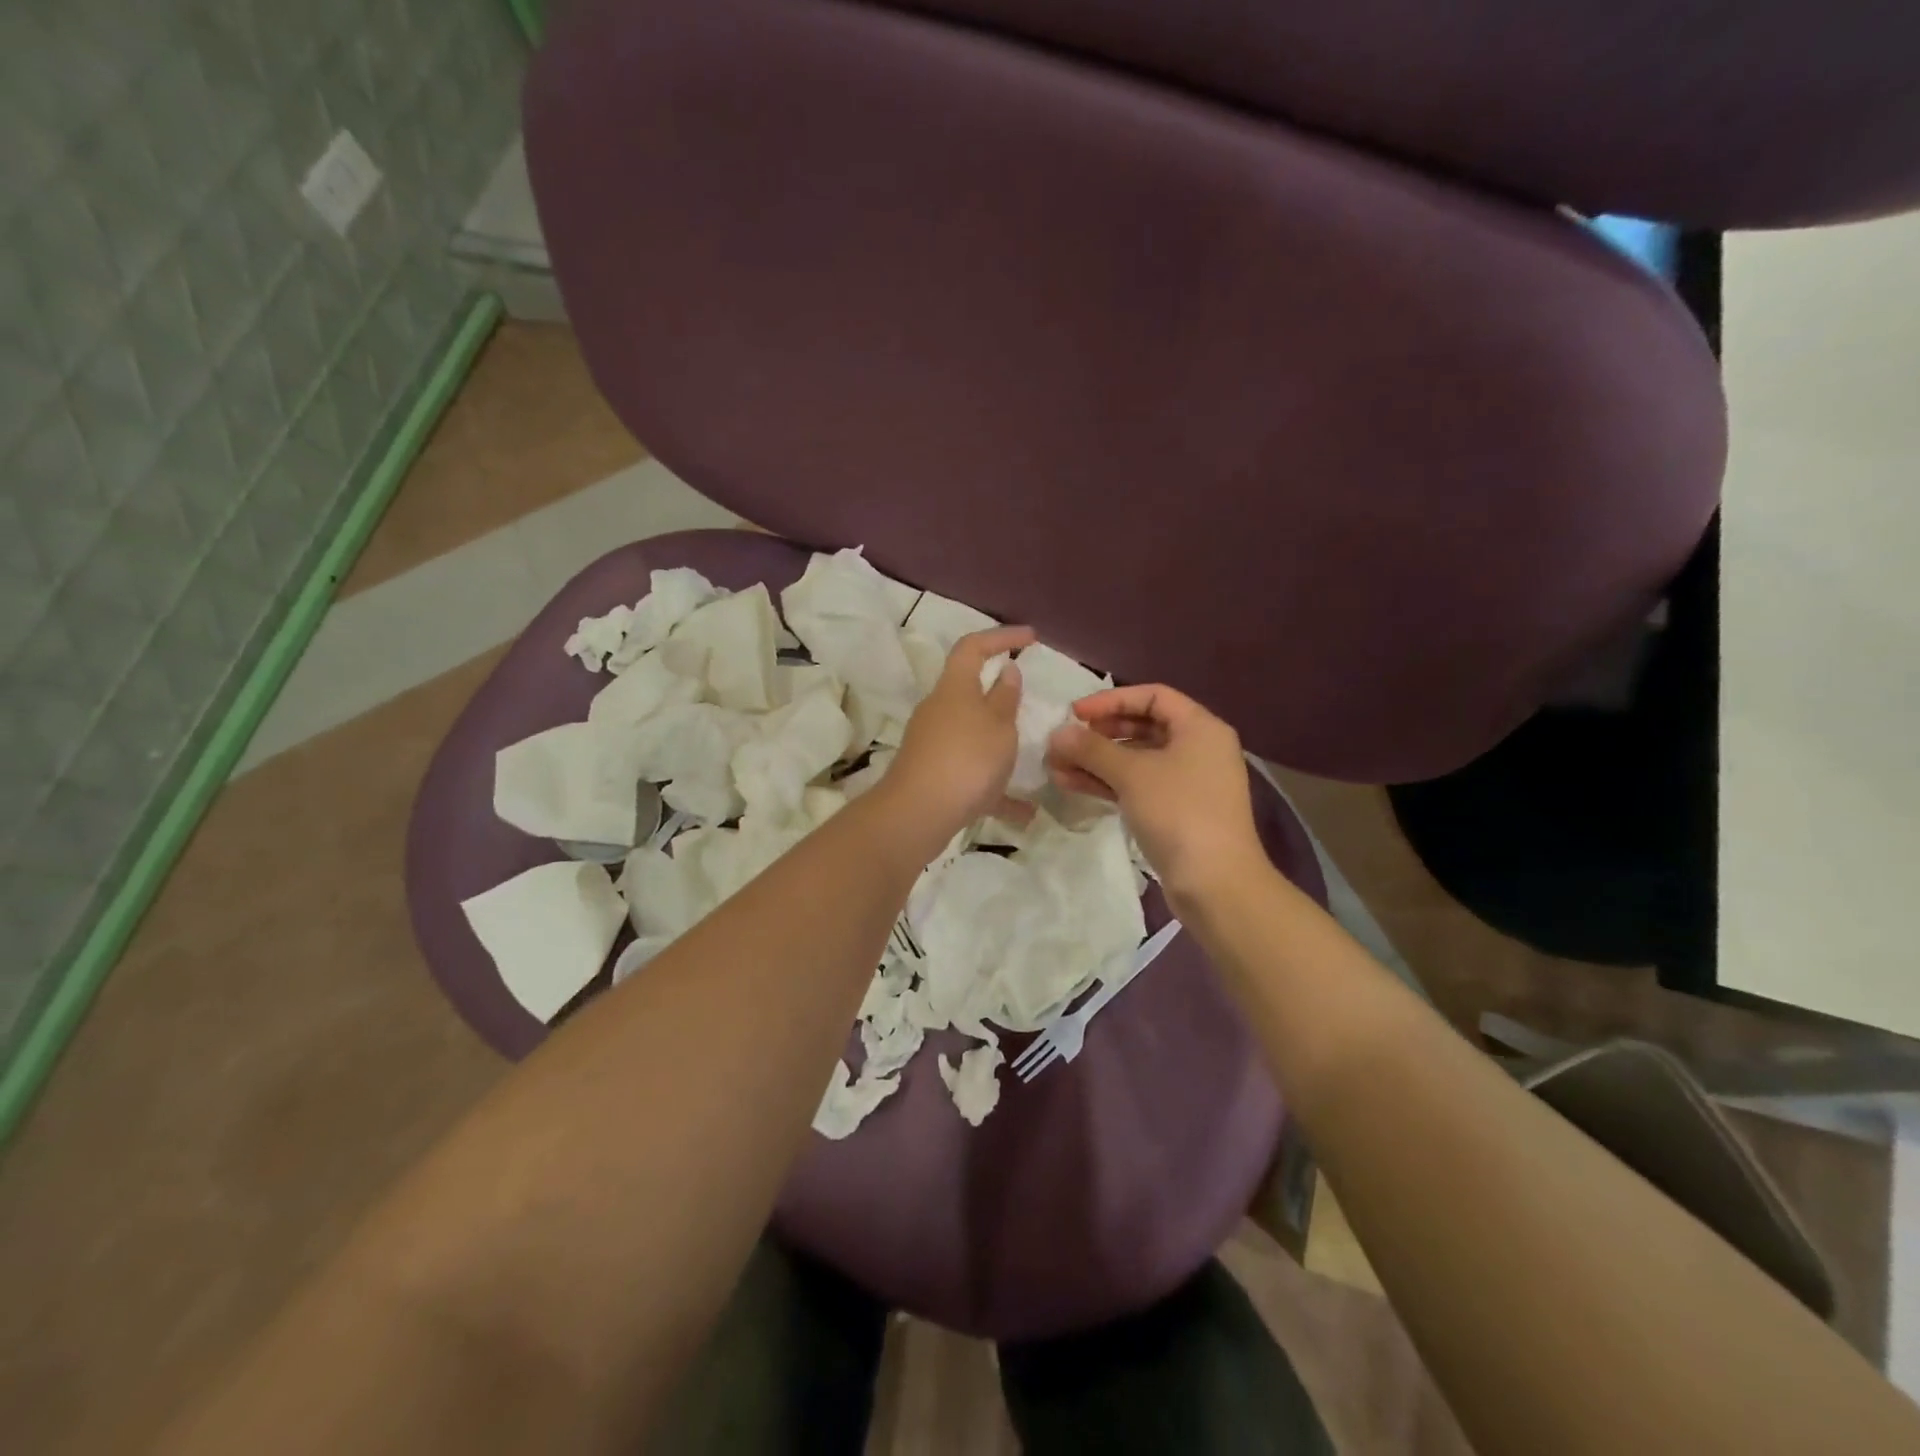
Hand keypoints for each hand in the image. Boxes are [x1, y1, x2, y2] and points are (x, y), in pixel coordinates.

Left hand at [883, 626, 1034, 841]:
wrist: (918, 814)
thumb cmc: (966, 759)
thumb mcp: (998, 725)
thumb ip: (1005, 698)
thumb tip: (1005, 670)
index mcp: (954, 688)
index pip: (973, 647)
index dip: (1001, 637)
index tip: (1030, 638)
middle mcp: (938, 710)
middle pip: (968, 691)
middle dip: (999, 696)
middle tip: (1029, 705)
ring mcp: (932, 743)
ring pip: (972, 735)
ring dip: (999, 745)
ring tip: (1031, 761)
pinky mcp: (932, 774)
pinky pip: (970, 773)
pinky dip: (995, 788)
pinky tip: (1023, 813)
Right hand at [1046, 684, 1264, 900]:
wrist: (1215, 882)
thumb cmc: (1178, 812)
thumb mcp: (1131, 774)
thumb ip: (1091, 749)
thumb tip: (1058, 733)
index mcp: (1200, 727)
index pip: (1152, 696)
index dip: (1111, 700)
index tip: (1075, 713)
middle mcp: (1198, 748)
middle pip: (1143, 727)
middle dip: (1099, 734)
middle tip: (1065, 741)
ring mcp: (1187, 782)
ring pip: (1136, 760)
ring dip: (1096, 761)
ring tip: (1056, 767)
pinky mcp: (1176, 811)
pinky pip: (1138, 786)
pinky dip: (1108, 783)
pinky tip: (1072, 785)